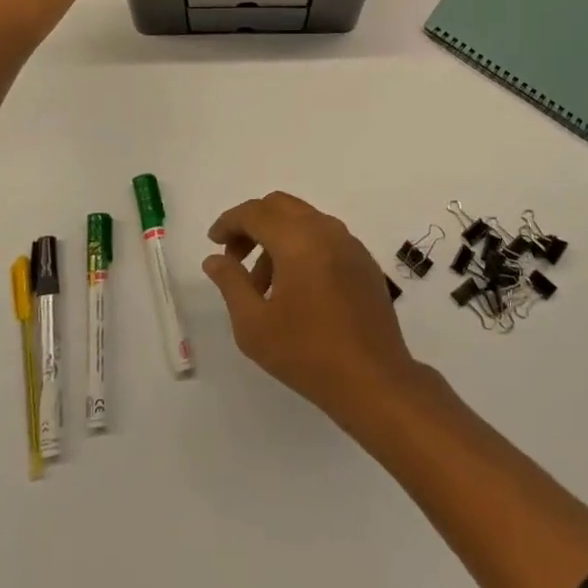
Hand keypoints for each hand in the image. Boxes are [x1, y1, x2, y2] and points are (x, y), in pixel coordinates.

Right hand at [203, 192, 419, 423]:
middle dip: (252, 224)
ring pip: (304, 220)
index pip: (255, 212)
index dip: (229, 222)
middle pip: (280, 206)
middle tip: (235, 257)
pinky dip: (302, 247)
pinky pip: (325, 237)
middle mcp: (326, 230)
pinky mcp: (364, 261)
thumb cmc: (307, 354)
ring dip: (276, 238)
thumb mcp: (254, 325)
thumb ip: (231, 283)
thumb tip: (215, 259)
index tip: (213, 242)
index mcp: (298, 239)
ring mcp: (350, 243)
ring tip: (263, 286)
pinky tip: (296, 289)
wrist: (374, 381)